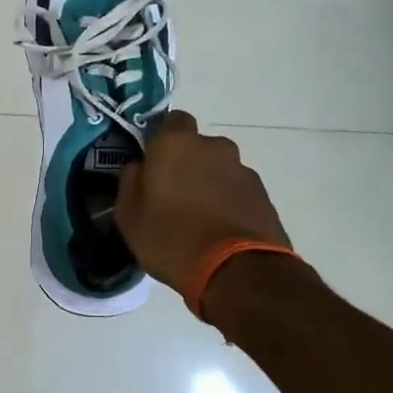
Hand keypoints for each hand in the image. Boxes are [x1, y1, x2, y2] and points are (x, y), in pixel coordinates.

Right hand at [117, 111, 294, 295]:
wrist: (237, 272)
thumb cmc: (171, 238)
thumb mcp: (129, 216)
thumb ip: (130, 181)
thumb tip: (140, 166)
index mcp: (175, 144)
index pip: (170, 120)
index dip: (161, 138)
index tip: (152, 162)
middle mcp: (213, 146)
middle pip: (196, 146)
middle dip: (186, 163)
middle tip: (172, 194)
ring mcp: (242, 169)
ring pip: (218, 169)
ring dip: (208, 184)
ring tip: (198, 218)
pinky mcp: (263, 194)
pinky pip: (236, 190)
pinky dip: (227, 202)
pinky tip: (218, 229)